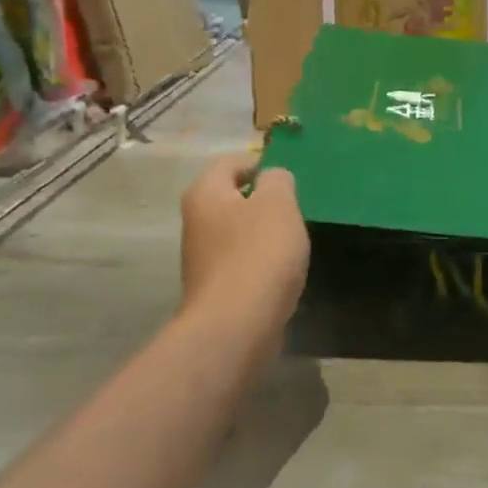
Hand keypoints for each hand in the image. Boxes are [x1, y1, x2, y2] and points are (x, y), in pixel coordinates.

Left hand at [179, 155, 309, 338]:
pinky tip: (280, 272)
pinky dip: (259, 260)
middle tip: (293, 208)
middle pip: (230, 197)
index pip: (229, 162)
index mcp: (205, 193)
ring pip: (236, 230)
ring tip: (291, 241)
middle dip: (262, 200)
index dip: (259, 163)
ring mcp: (201, 257)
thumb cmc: (259, 253)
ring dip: (262, 232)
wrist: (237, 325)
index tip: (287, 177)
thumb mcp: (278, 203)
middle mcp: (195, 221)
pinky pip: (240, 261)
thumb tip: (272, 178)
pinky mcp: (214, 287)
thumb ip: (278, 180)